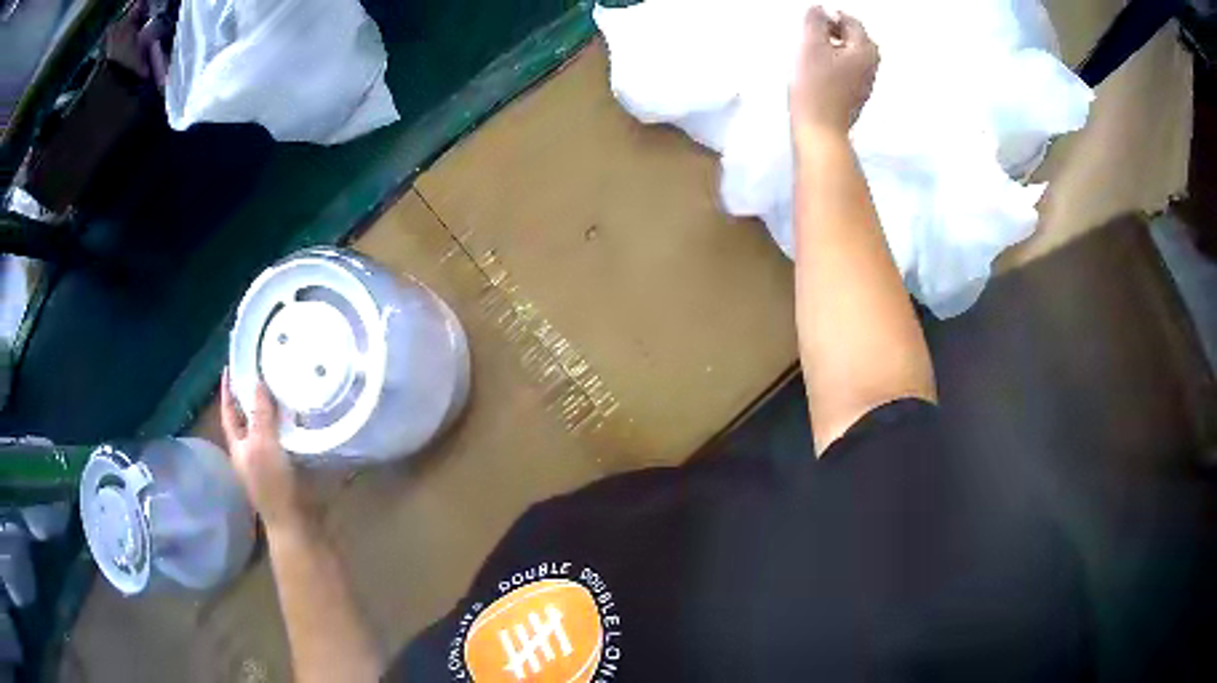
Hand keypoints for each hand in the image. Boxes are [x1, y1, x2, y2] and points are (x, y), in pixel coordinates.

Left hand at [221, 369, 304, 531]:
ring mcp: (267, 458)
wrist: (294, 520)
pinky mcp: (285, 465)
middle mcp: (249, 450)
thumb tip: (258, 383)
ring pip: (265, 426)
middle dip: (249, 396)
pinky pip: (282, 437)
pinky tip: (297, 416)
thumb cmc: (272, 483)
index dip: (227, 391)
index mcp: (238, 444)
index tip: (229, 367)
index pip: (228, 411)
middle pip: (245, 418)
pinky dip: (286, 423)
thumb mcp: (263, 444)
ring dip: (271, 408)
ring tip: (280, 386)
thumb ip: (260, 415)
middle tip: (259, 371)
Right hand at [790, 6, 879, 142]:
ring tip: (815, 50)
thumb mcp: (811, 46)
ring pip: (853, 55)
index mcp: (865, 51)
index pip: (852, 22)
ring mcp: (865, 83)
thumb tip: (819, 10)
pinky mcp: (855, 96)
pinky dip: (836, 64)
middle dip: (837, 31)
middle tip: (816, 32)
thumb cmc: (816, 89)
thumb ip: (815, 21)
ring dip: (836, 47)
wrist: (820, 130)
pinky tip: (820, 70)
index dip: (831, 16)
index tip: (815, 19)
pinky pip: (849, 71)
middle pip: (857, 38)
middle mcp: (871, 66)